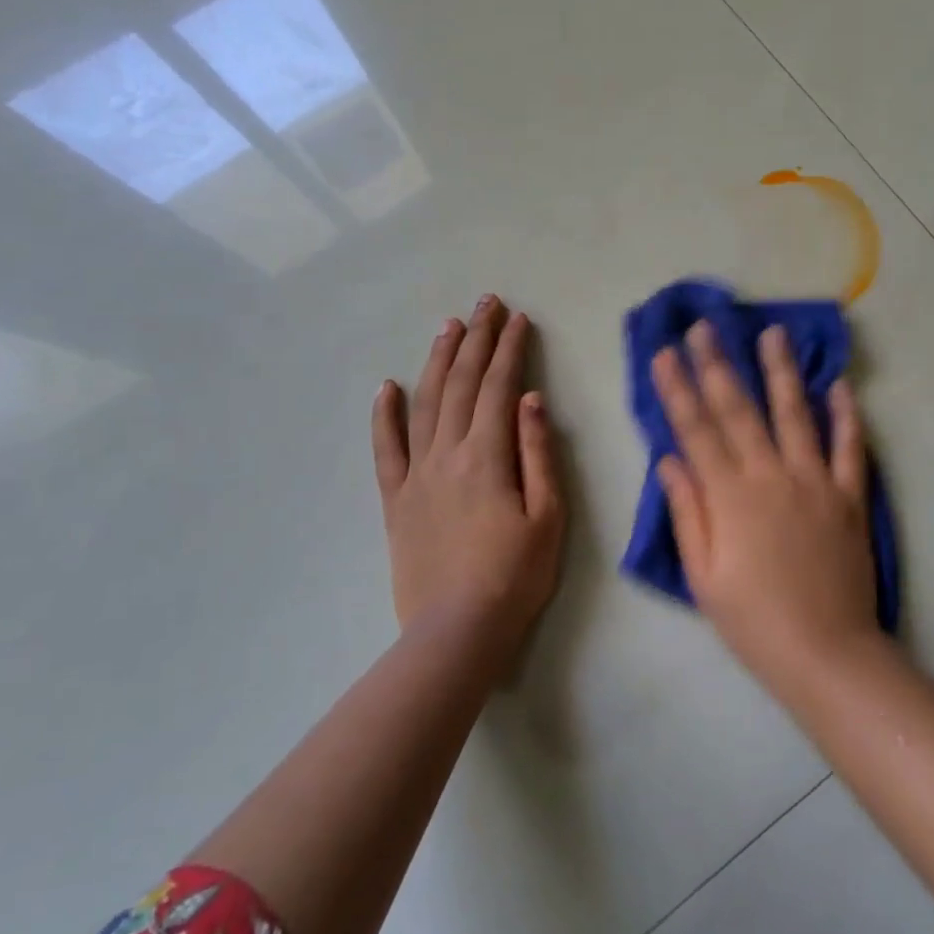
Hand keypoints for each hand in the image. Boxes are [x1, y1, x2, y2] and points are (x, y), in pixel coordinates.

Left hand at [372, 297, 563, 663]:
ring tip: (450, 327)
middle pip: (462, 384)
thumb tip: (530, 399)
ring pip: (425, 403)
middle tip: (487, 303)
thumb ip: (538, 453)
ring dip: (438, 361)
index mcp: (488, 455)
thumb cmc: (515, 575)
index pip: (499, 387)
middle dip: (478, 339)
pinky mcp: (395, 499)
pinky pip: (386, 449)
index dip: (510, 349)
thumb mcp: (548, 515)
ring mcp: (416, 474)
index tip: (519, 319)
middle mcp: (447, 454)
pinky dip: (384, 415)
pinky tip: (387, 386)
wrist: (457, 631)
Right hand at [651, 320, 881, 690]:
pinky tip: (839, 385)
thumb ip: (688, 511)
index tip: (664, 353)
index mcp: (730, 496)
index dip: (677, 389)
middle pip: (739, 410)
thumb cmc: (753, 620)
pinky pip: (849, 448)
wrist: (826, 654)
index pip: (696, 430)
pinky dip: (846, 416)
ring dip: (781, 371)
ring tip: (772, 332)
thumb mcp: (703, 575)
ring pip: (795, 414)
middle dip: (717, 364)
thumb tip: (669, 459)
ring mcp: (815, 482)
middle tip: (705, 325)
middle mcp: (771, 476)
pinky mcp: (849, 497)